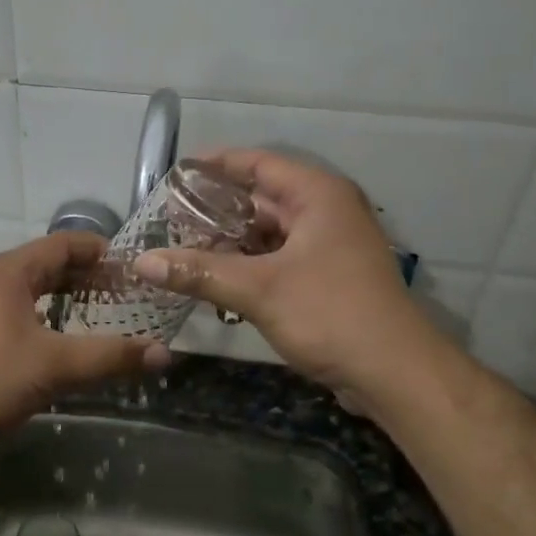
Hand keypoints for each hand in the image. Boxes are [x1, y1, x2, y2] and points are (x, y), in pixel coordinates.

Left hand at [0, 232, 168, 434]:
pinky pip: (21, 308)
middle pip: (49, 264)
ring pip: (34, 288)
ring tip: (102, 311)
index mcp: (11, 271)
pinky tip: (63, 337)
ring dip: (68, 295)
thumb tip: (164, 354)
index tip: (134, 267)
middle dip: (89, 275)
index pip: (64, 244)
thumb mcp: (57, 365)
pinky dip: (49, 314)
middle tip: (127, 291)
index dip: (102, 251)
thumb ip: (111, 357)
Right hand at [134, 149, 421, 395]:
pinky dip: (248, 268)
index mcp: (317, 196)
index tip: (177, 173)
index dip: (216, 165)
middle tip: (170, 220)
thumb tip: (143, 261)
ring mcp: (329, 248)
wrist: (392, 371)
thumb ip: (199, 272)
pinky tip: (215, 282)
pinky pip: (278, 261)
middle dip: (216, 210)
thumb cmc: (330, 314)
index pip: (259, 164)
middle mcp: (326, 213)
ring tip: (183, 251)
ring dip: (230, 243)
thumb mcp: (258, 290)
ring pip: (269, 235)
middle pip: (262, 200)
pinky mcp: (326, 280)